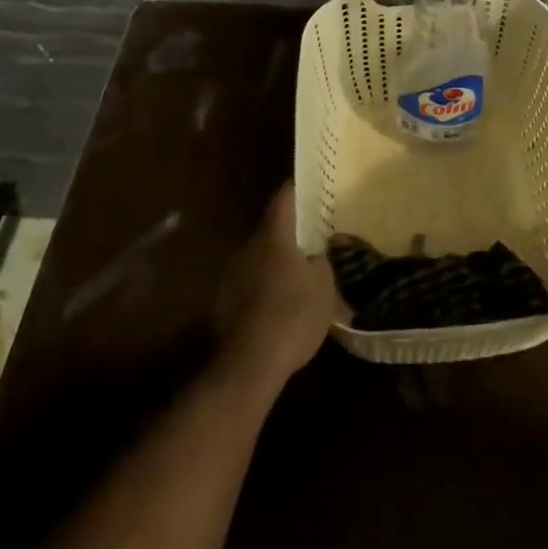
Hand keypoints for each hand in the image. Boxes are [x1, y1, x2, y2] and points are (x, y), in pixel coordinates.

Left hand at [215, 182, 338, 385]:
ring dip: (275, 264)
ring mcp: (230, 276)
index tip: (307, 184)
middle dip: (289, 234)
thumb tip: (315, 255)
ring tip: (297, 276)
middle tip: (311, 239)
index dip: (296, 190)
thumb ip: (321, 262)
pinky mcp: (223, 304)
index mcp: (273, 237)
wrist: (250, 363)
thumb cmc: (294, 315)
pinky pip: (249, 285)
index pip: (283, 200)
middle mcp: (247, 248)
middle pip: (270, 231)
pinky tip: (278, 306)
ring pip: (258, 259)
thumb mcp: (324, 286)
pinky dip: (263, 289)